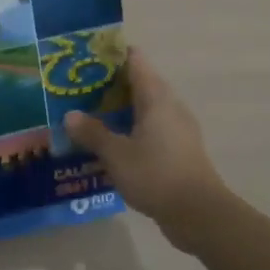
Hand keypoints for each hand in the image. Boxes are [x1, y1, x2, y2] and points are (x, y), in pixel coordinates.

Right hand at [62, 50, 229, 244]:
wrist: (200, 215)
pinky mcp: (179, 150)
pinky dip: (130, 130)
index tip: (86, 58)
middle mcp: (169, 105)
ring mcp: (177, 128)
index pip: (134, 59)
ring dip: (119, 110)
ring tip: (88, 116)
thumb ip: (92, 133)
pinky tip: (110, 144)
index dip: (111, 54)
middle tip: (78, 89)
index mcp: (156, 97)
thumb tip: (70, 115)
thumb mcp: (116, 154)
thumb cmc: (157, 175)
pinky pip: (150, 129)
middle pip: (138, 82)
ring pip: (144, 108)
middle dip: (109, 84)